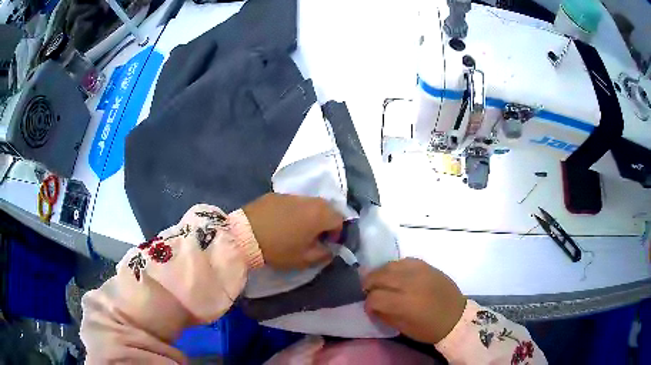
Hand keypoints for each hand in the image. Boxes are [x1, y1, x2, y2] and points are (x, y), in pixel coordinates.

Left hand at [243, 193, 342, 269]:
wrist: (245, 235)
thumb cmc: (279, 249)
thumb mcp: (304, 259)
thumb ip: (324, 255)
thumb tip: (330, 249)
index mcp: (320, 214)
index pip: (340, 219)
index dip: (336, 233)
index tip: (326, 244)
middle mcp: (309, 200)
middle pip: (326, 208)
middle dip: (325, 222)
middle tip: (314, 236)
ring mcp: (291, 195)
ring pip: (309, 203)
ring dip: (309, 215)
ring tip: (297, 229)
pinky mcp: (275, 195)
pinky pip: (292, 202)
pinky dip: (293, 210)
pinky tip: (281, 222)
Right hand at [363, 258, 466, 343]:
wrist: (456, 317)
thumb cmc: (429, 329)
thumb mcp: (403, 328)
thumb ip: (385, 314)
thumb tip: (372, 305)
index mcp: (404, 303)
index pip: (374, 297)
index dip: (368, 304)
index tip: (371, 309)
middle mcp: (409, 283)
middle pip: (378, 276)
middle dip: (369, 284)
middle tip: (370, 292)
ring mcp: (419, 271)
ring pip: (389, 265)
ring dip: (380, 274)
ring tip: (381, 282)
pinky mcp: (427, 266)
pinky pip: (404, 261)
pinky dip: (396, 267)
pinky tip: (396, 275)